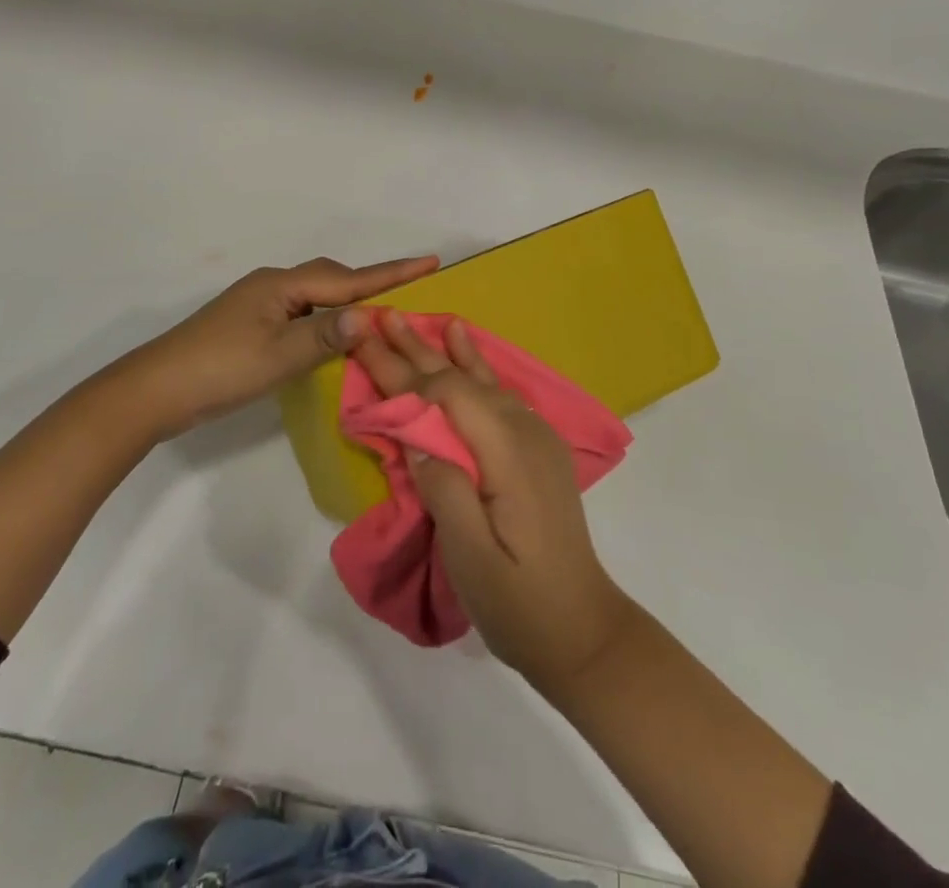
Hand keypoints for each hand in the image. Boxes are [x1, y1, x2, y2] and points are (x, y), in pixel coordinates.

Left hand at [115, 254, 438, 441]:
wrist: (156, 389)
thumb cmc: (219, 370)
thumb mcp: (278, 356)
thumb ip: (325, 336)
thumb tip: (371, 316)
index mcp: (281, 285)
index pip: (347, 278)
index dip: (390, 273)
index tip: (430, 261)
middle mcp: (272, 285)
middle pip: (332, 280)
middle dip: (370, 284)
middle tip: (411, 293)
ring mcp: (259, 304)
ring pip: (316, 296)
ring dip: (348, 302)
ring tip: (382, 314)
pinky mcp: (251, 324)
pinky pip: (301, 312)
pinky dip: (326, 319)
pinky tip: (335, 336)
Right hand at [354, 311, 639, 694]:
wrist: (583, 631)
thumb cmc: (520, 602)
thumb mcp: (472, 557)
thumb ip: (444, 488)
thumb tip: (417, 436)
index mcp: (508, 452)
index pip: (447, 395)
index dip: (403, 371)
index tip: (365, 345)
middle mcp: (524, 431)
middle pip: (460, 379)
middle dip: (415, 350)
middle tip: (380, 317)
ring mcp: (536, 436)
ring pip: (479, 379)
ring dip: (440, 351)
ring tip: (413, 320)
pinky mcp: (537, 447)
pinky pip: (497, 392)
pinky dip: (474, 365)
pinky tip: (465, 345)